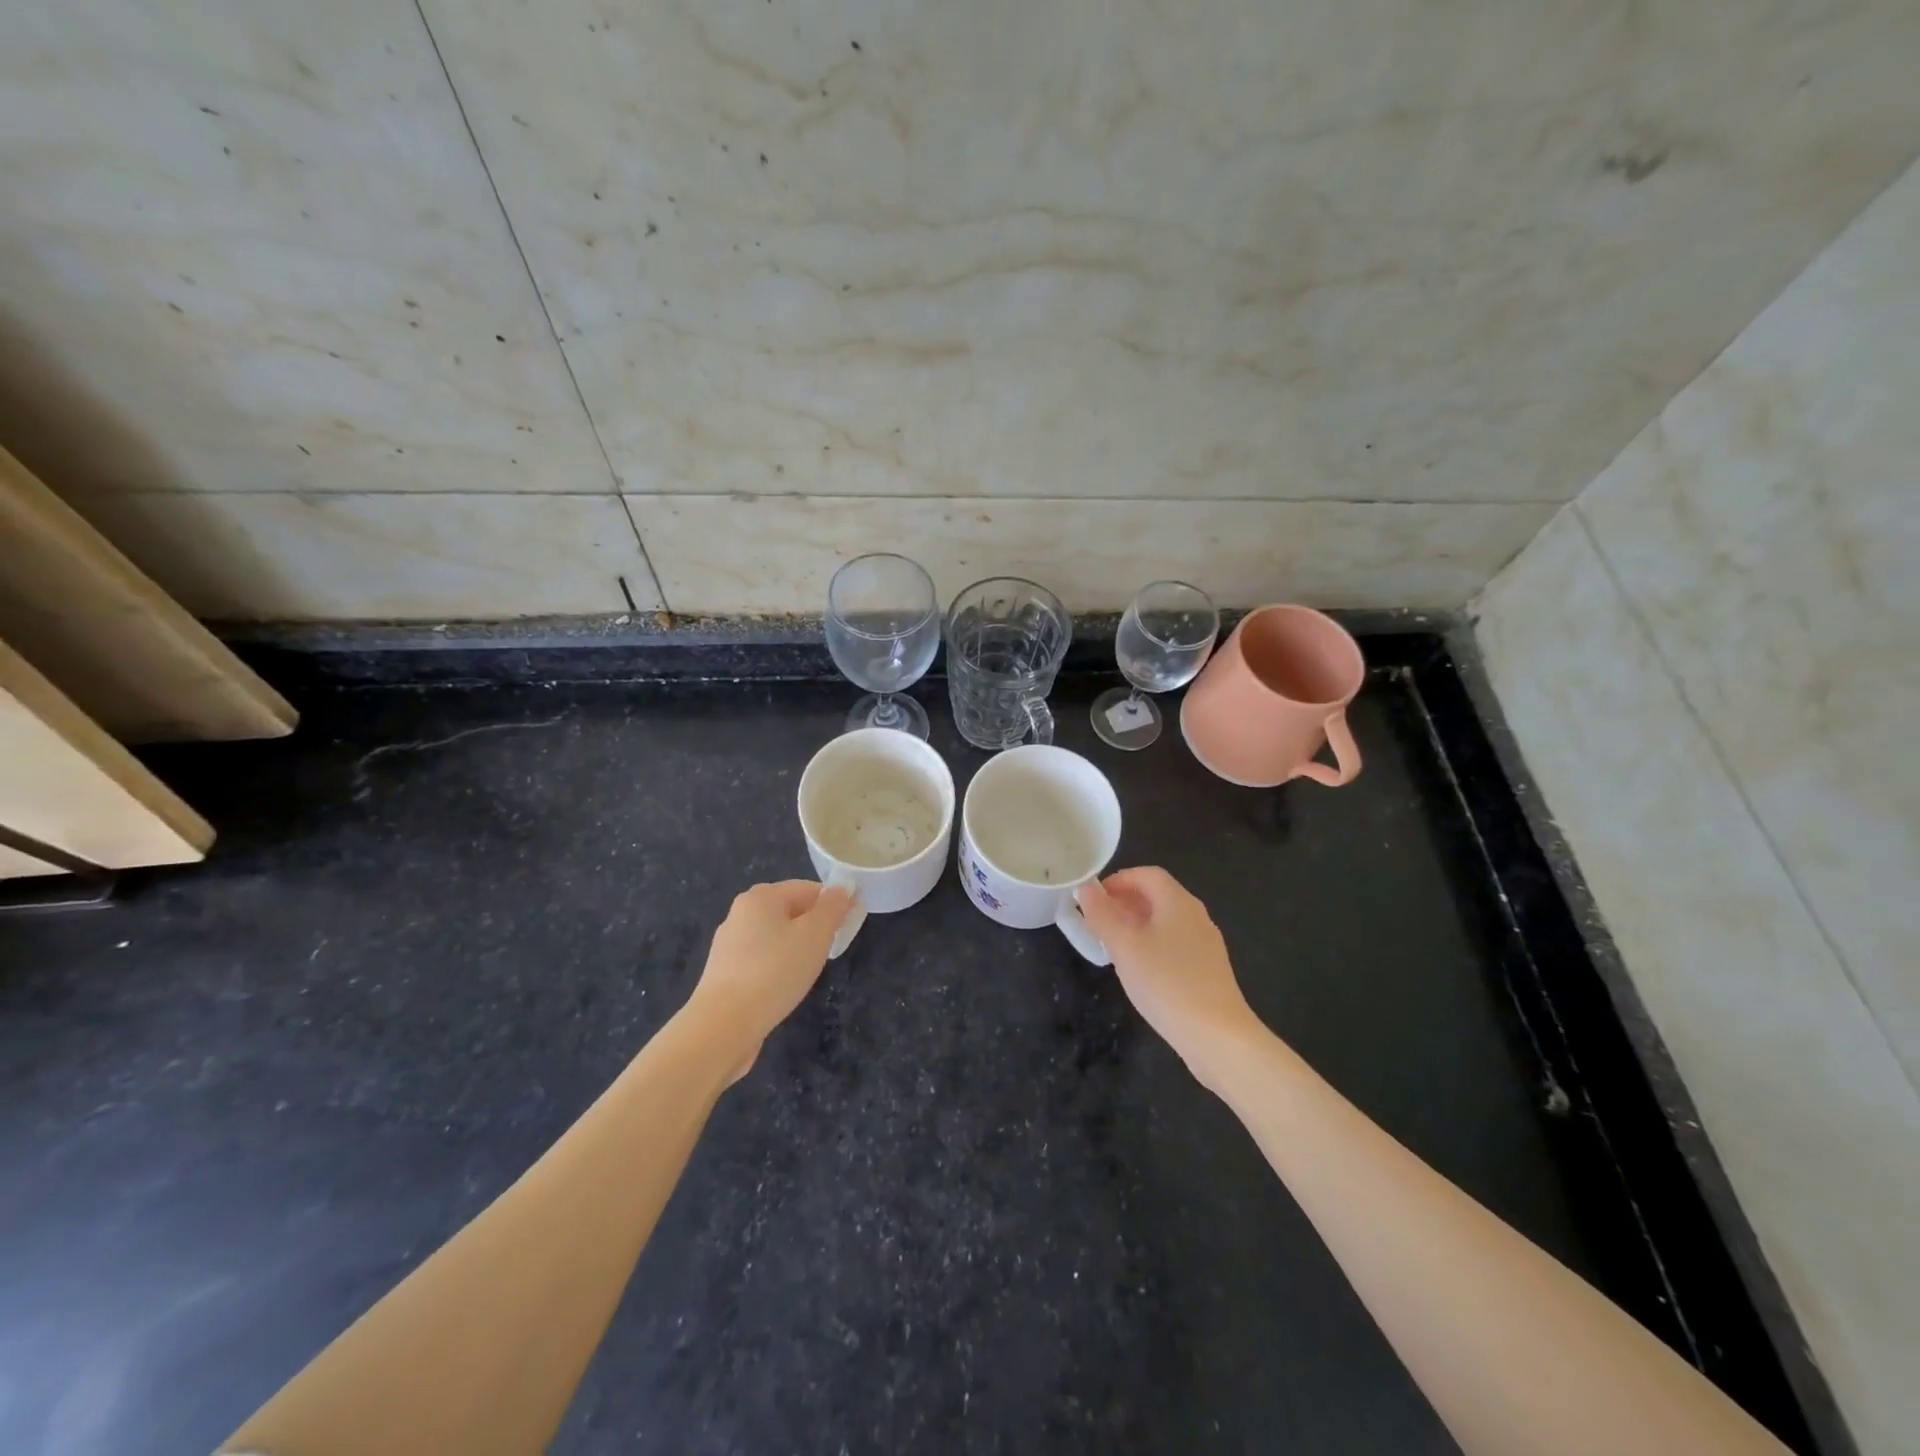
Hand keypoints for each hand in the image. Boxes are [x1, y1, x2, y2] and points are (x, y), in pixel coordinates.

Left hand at [686, 880, 853, 1080]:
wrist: (724, 1025)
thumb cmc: (775, 971)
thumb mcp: (816, 934)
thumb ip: (833, 908)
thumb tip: (842, 890)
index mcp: (761, 896)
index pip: (808, 889)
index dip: (834, 903)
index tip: (850, 926)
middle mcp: (741, 913)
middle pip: (790, 911)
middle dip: (815, 927)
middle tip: (831, 950)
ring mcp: (729, 944)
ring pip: (776, 937)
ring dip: (797, 949)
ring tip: (809, 972)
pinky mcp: (725, 973)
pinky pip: (762, 959)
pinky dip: (778, 967)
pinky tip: (784, 987)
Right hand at [1076, 867, 1257, 1084]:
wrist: (1218, 1036)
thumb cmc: (1166, 983)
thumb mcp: (1125, 947)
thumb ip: (1102, 914)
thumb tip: (1086, 887)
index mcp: (1178, 902)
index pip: (1146, 874)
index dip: (1117, 880)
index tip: (1092, 898)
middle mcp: (1195, 916)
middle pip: (1157, 896)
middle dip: (1124, 903)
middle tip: (1096, 921)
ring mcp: (1205, 944)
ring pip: (1165, 921)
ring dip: (1135, 925)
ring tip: (1111, 945)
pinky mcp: (1208, 969)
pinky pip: (1174, 944)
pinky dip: (1151, 945)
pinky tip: (1138, 970)